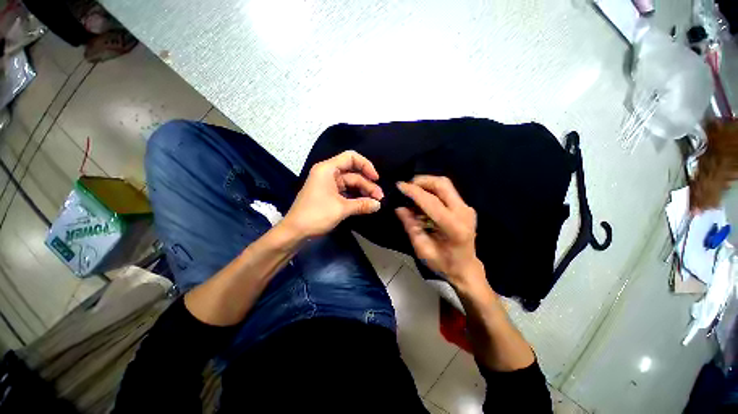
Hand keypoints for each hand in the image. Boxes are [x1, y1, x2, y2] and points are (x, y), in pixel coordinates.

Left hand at [282, 151, 383, 238]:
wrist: (295, 232)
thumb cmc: (316, 215)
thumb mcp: (341, 209)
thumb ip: (362, 204)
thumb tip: (379, 205)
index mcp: (328, 169)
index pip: (351, 158)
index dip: (366, 165)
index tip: (376, 178)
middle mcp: (328, 173)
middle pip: (353, 173)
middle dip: (367, 185)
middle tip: (380, 198)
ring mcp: (328, 184)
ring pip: (350, 184)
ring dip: (363, 192)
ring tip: (375, 203)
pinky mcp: (328, 195)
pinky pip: (346, 192)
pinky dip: (355, 197)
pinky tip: (365, 204)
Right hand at [395, 176, 484, 289]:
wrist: (466, 269)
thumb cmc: (443, 264)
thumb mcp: (422, 248)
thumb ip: (410, 225)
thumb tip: (399, 207)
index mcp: (453, 227)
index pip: (431, 201)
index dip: (414, 191)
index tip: (399, 186)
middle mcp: (463, 213)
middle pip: (443, 184)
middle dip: (422, 181)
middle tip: (407, 187)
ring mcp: (467, 208)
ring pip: (445, 185)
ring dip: (427, 184)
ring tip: (413, 192)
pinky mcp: (465, 207)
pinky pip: (447, 191)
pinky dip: (432, 191)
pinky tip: (423, 199)